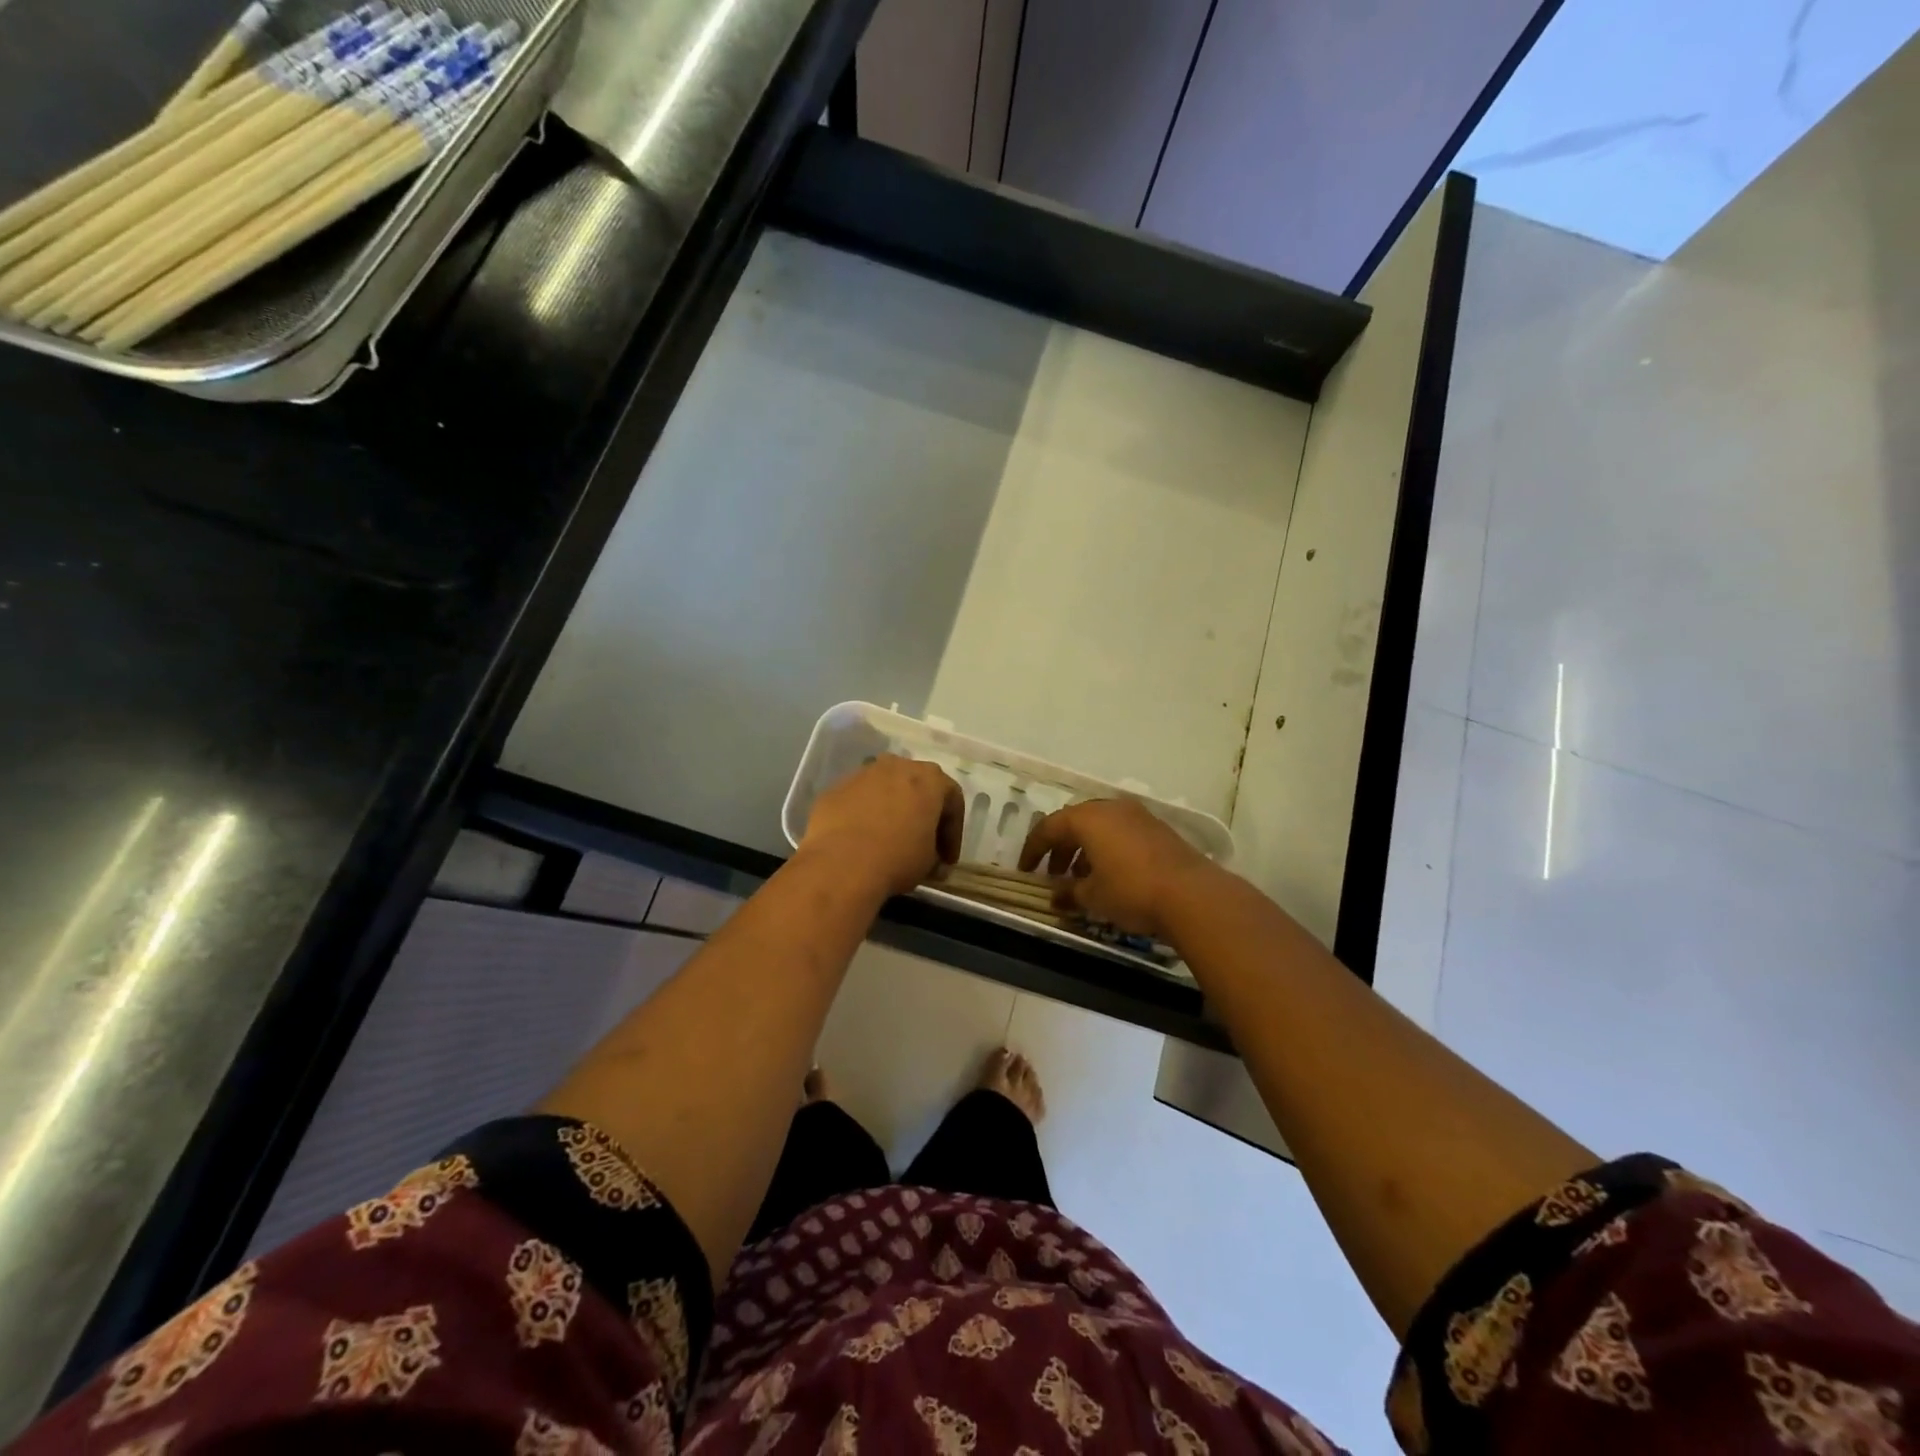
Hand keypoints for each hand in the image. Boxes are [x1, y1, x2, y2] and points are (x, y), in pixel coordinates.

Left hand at [800, 757, 964, 897]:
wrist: (841, 862)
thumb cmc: (897, 857)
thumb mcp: (929, 863)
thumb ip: (936, 858)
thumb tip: (935, 864)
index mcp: (930, 778)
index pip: (952, 801)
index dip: (953, 833)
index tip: (947, 859)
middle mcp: (897, 765)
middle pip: (918, 787)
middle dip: (922, 813)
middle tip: (922, 844)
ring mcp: (863, 773)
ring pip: (885, 789)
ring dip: (891, 809)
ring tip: (888, 839)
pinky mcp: (836, 787)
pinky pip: (859, 799)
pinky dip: (864, 814)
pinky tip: (861, 839)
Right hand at [1019, 799, 1219, 937]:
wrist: (1191, 894)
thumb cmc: (1131, 890)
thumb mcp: (1092, 897)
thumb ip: (1069, 892)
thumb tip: (1056, 896)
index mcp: (1087, 818)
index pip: (1048, 827)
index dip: (1033, 849)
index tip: (1025, 870)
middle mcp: (1110, 809)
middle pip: (1075, 823)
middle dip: (1060, 848)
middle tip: (1052, 874)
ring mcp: (1138, 816)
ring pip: (1100, 828)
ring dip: (1084, 850)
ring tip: (1080, 879)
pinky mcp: (1158, 830)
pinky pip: (1121, 834)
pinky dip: (1107, 850)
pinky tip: (1109, 876)